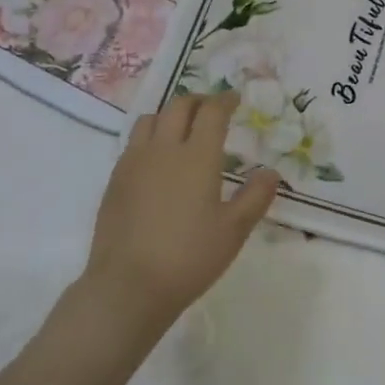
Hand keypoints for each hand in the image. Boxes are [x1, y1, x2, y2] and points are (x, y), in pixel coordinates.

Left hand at [80, 91, 280, 344]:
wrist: (129, 285)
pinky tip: (157, 160)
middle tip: (212, 109)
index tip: (235, 99)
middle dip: (198, 101)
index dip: (225, 100)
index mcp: (197, 157)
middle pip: (178, 107)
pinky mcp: (115, 181)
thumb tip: (270, 172)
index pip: (211, 112)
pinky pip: (133, 143)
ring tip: (182, 128)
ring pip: (150, 120)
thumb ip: (255, 197)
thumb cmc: (189, 257)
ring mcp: (133, 163)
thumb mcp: (234, 231)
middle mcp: (163, 149)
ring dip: (170, 115)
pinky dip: (150, 137)